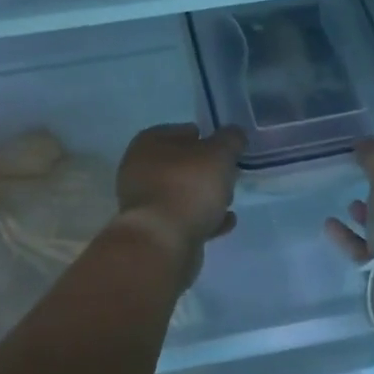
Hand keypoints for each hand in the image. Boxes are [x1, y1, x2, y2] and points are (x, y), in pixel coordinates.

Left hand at [112, 123, 246, 282]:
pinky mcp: (154, 230)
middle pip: (180, 164)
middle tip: (228, 174)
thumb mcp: (219, 153)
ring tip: (229, 200)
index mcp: (149, 143)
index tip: (224, 148)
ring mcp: (144, 202)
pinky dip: (203, 219)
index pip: (180, 131)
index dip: (204, 137)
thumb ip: (230, 139)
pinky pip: (183, 219)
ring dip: (204, 196)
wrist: (162, 242)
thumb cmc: (188, 186)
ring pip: (181, 193)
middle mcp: (140, 169)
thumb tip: (234, 134)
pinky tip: (226, 222)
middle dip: (205, 170)